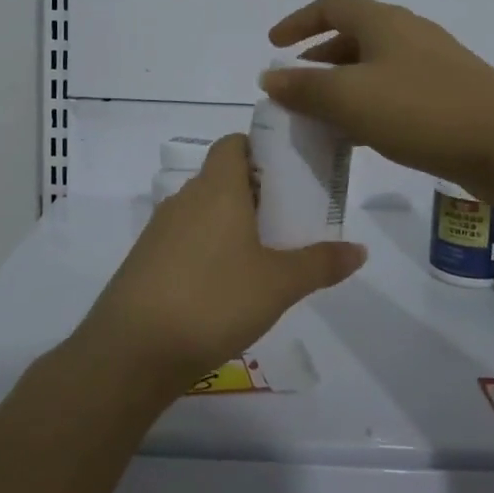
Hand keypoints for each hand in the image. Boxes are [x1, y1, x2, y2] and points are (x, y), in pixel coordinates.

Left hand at [69, 135, 366, 394]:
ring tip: (262, 253)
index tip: (287, 173)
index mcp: (217, 188)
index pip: (233, 143)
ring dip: (229, 222)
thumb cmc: (214, 300)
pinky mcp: (145, 260)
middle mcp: (185, 198)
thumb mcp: (279, 284)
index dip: (259, 149)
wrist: (133, 349)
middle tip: (287, 218)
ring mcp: (160, 230)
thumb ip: (320, 263)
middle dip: (253, 192)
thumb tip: (360, 249)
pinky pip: (184, 239)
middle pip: (220, 177)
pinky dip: (206, 248)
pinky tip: (224, 285)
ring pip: (202, 210)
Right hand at [262, 0, 493, 197]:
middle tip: (296, 85)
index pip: (332, 5)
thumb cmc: (421, 110)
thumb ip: (304, 87)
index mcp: (384, 22)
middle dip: (320, 57)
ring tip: (322, 115)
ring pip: (375, 66)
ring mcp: (434, 64)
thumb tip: (270, 77)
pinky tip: (362, 136)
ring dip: (343, 84)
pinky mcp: (450, 94)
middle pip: (354, 34)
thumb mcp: (349, 98)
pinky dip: (369, 104)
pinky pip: (395, 90)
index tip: (274, 44)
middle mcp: (409, 34)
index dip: (299, 21)